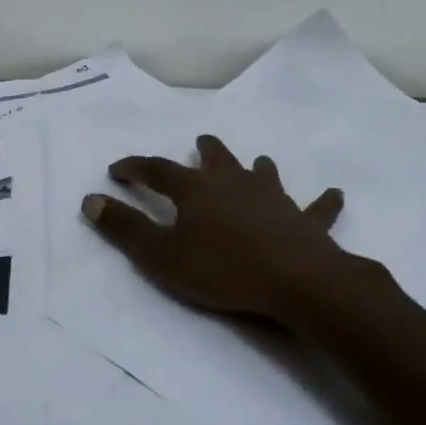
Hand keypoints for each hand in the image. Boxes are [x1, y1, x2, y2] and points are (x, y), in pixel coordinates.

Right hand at [81, 134, 350, 325]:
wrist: (295, 281)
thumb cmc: (222, 268)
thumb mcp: (161, 255)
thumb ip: (125, 228)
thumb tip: (90, 200)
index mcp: (196, 189)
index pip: (157, 169)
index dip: (135, 167)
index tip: (117, 170)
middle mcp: (234, 182)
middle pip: (216, 158)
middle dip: (204, 150)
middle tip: (200, 143)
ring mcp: (273, 198)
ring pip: (263, 172)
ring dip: (256, 167)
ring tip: (257, 163)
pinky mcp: (305, 219)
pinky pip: (317, 207)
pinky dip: (324, 201)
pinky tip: (335, 194)